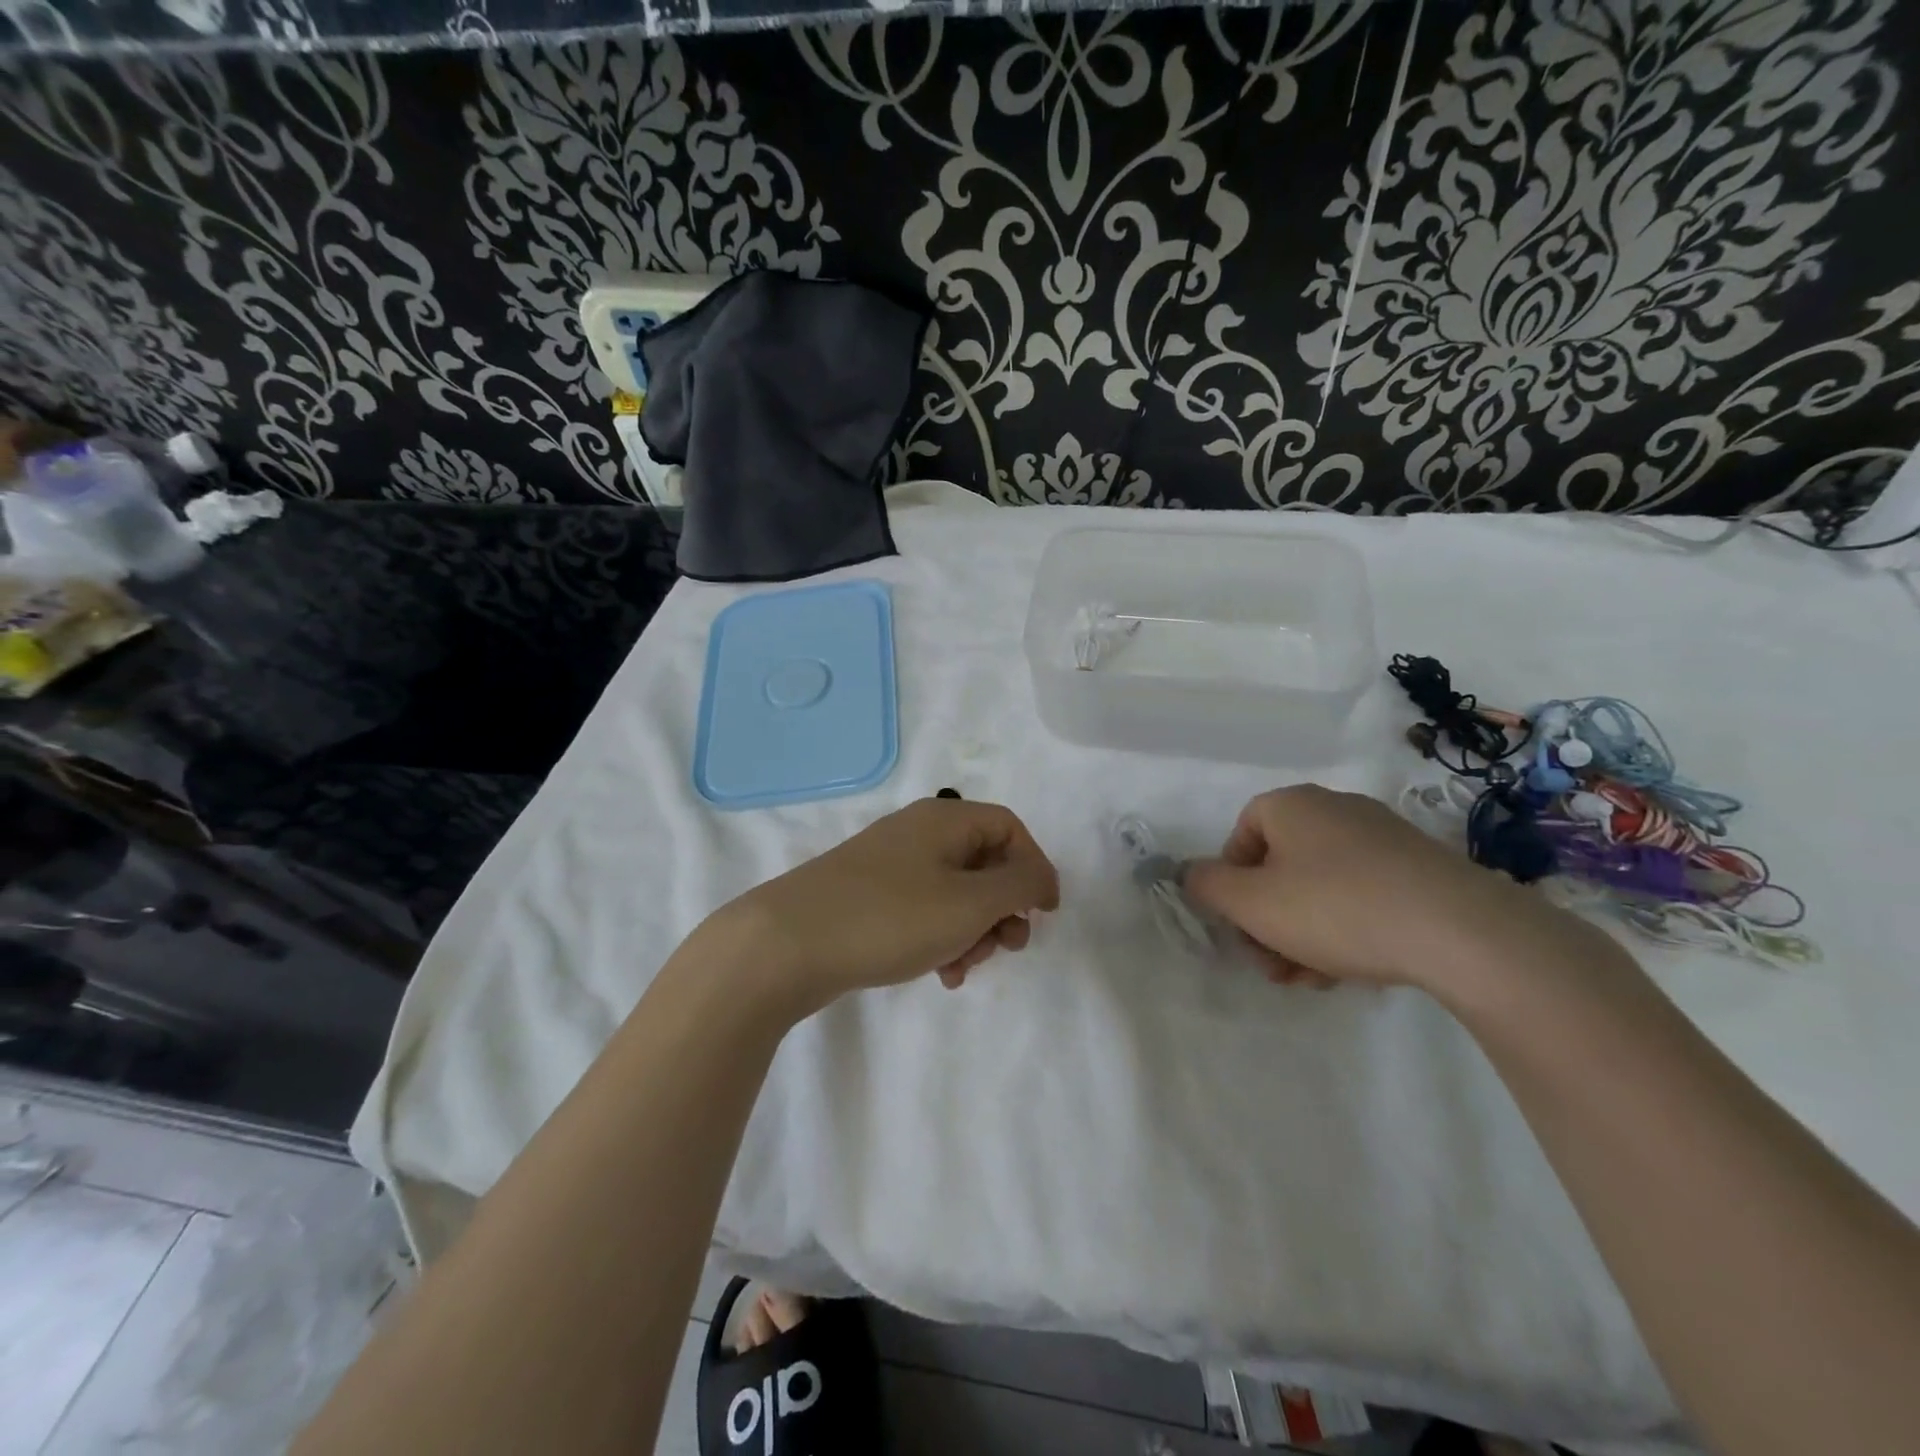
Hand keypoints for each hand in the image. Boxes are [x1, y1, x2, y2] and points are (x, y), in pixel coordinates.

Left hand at [717, 797, 1060, 1015]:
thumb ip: (1019, 886)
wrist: (786, 945)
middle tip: (1006, 947)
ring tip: (964, 968)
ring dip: (973, 931)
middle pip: (984, 862)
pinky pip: (923, 911)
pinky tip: (939, 974)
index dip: (1035, 867)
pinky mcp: (869, 897)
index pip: (1010, 827)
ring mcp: (890, 865)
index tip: (1045, 914)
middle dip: (1003, 908)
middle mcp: (918, 833)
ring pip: (955, 892)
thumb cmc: (890, 917)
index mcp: (944, 819)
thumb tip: (1040, 877)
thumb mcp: (969, 903)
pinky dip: (941, 938)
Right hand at [1183, 784, 1595, 994]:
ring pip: (1319, 886)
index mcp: (1291, 805)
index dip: (1232, 883)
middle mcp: (1335, 809)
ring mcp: (1382, 837)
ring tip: (1308, 981)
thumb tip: (1191, 873)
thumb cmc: (1336, 908)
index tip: (1241, 925)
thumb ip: (1207, 886)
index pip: (1240, 835)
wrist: (1460, 931)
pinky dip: (1344, 929)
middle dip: (1266, 920)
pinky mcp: (1419, 868)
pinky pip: (1361, 894)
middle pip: (1279, 866)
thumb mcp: (1251, 903)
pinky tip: (1347, 971)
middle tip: (1271, 964)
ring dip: (1301, 934)